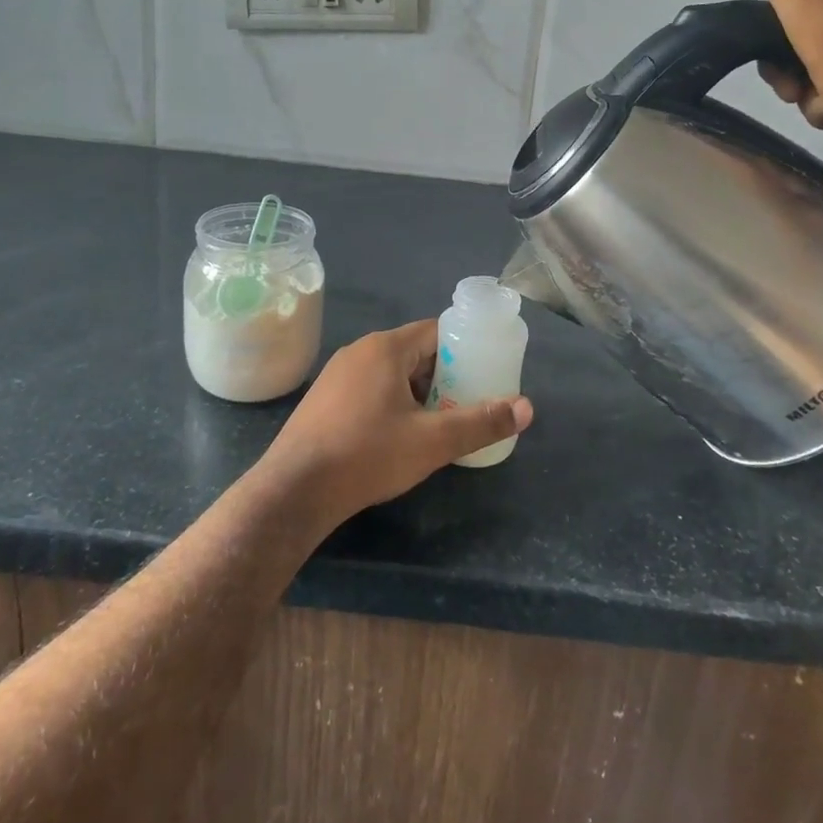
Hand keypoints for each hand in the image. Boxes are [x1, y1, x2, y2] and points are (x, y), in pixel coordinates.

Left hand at [261, 321, 532, 523]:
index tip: (484, 375)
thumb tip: (527, 407)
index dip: (465, 350)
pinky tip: (396, 436)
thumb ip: (481, 422)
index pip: (436, 332)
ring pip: (391, 373)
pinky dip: (390, 402)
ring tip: (437, 424)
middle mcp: (359, 350)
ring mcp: (336, 374)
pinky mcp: (323, 399)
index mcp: (386, 348)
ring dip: (417, 392)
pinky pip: (368, 388)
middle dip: (443, 376)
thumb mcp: (433, 442)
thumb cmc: (368, 455)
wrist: (295, 490)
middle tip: (466, 405)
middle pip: (415, 352)